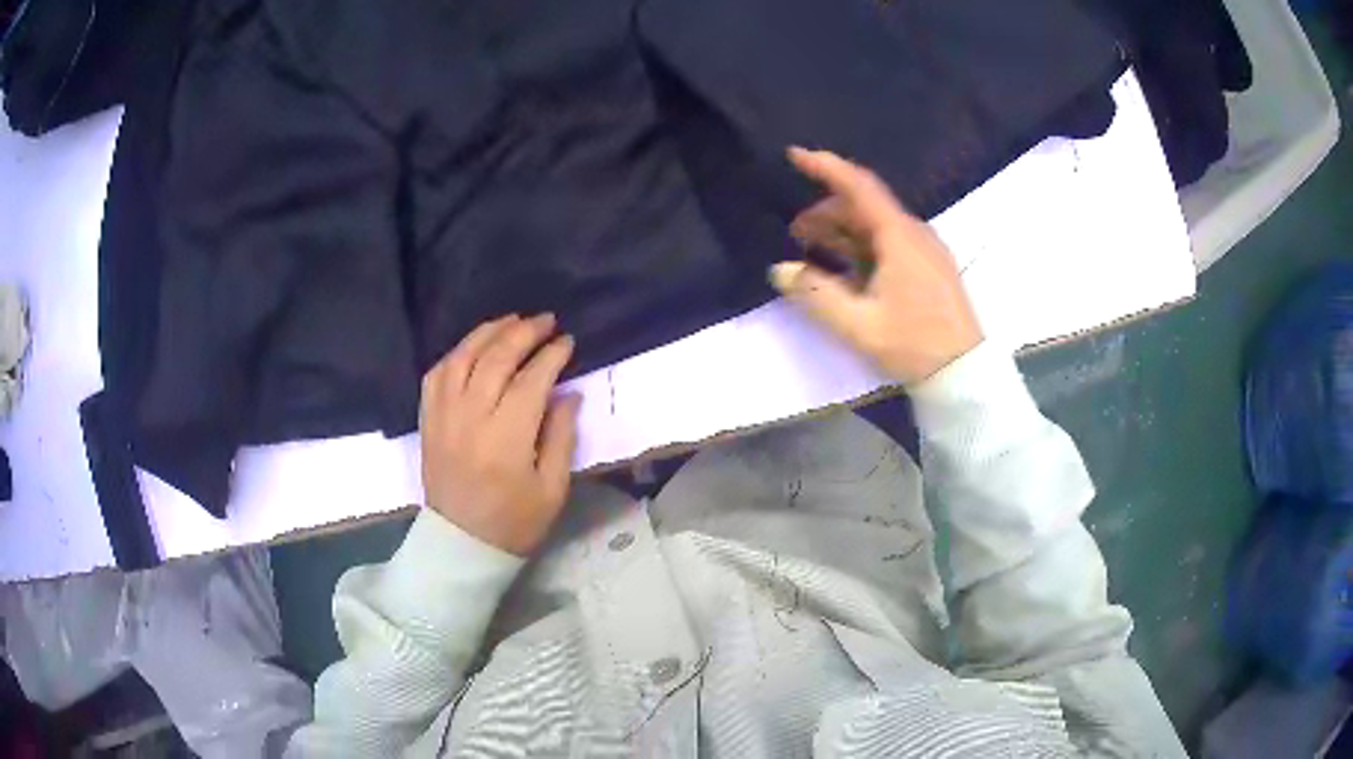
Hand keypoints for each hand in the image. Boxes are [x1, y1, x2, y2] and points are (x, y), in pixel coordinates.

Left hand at [419, 313, 581, 555]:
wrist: (461, 544)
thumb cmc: (514, 523)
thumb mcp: (552, 489)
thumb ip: (561, 436)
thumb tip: (569, 392)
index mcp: (506, 439)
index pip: (531, 380)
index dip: (552, 356)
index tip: (569, 341)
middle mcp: (470, 418)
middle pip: (496, 359)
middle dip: (524, 333)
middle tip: (546, 320)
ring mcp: (443, 417)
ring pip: (462, 358)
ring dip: (488, 333)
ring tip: (512, 321)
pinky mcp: (428, 421)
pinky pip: (436, 374)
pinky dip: (455, 353)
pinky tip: (473, 347)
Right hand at [771, 147, 982, 385]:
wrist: (964, 372)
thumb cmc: (914, 345)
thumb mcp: (858, 325)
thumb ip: (815, 295)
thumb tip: (781, 270)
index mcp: (899, 237)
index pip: (859, 187)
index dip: (826, 167)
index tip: (794, 156)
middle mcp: (914, 233)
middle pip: (865, 206)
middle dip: (826, 211)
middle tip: (795, 234)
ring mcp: (925, 250)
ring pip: (877, 225)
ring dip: (843, 231)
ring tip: (814, 252)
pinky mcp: (930, 267)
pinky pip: (890, 242)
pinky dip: (862, 245)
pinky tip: (847, 268)